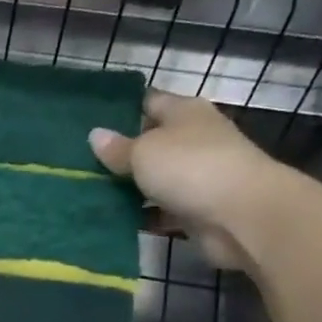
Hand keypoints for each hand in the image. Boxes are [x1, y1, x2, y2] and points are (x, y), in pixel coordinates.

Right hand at [89, 91, 291, 269]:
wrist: (242, 215)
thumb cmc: (191, 167)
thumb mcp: (144, 151)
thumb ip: (118, 148)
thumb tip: (95, 135)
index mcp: (184, 112)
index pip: (149, 102)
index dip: (121, 110)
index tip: (88, 121)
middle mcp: (193, 139)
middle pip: (151, 142)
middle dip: (120, 153)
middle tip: (79, 163)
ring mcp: (197, 176)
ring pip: (154, 178)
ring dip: (128, 187)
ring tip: (87, 192)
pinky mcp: (196, 210)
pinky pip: (160, 210)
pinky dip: (141, 214)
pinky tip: (111, 219)